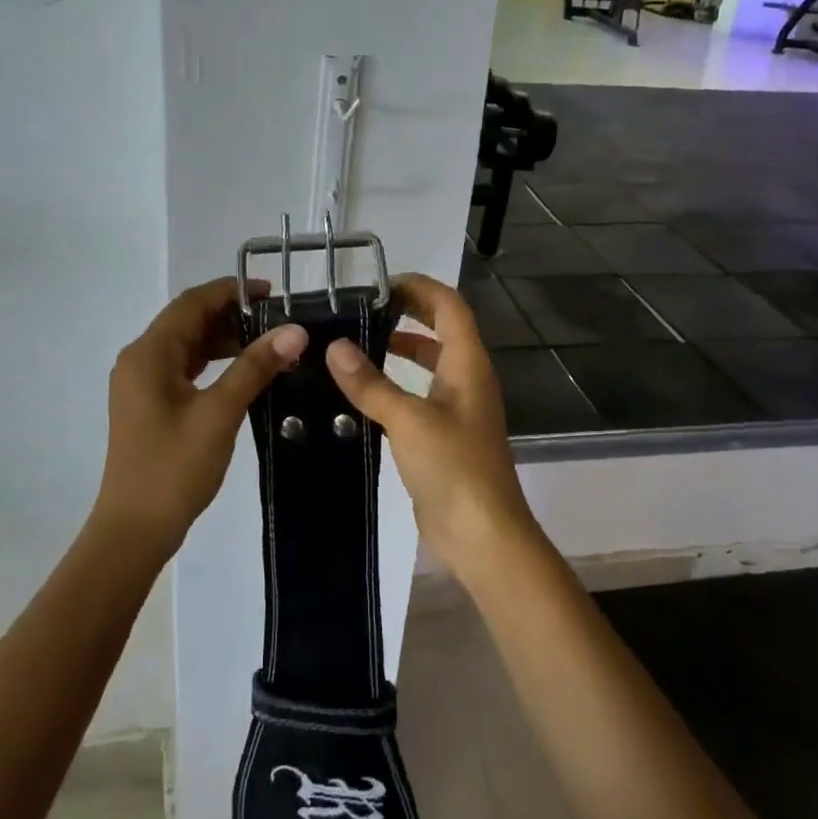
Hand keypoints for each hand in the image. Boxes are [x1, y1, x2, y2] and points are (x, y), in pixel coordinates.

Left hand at [95, 277, 306, 556]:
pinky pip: (184, 368)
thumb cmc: (174, 467)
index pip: (192, 303)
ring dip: (224, 339)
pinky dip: (213, 362)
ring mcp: (142, 383)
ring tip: (268, 344)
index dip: (232, 291)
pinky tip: (243, 371)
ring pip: (187, 345)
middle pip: (188, 320)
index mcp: (149, 353)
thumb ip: (255, 366)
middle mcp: (140, 359)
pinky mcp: (149, 403)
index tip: (274, 294)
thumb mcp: (220, 412)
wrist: (134, 529)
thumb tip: (295, 331)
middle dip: (232, 315)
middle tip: (278, 321)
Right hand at [324, 274, 537, 575]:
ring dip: (401, 348)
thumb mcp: (407, 420)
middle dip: (409, 313)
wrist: (482, 534)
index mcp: (468, 364)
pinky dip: (396, 384)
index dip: (420, 287)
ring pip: (431, 364)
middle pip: (442, 329)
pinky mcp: (445, 436)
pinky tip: (362, 393)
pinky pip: (420, 396)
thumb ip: (370, 383)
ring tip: (358, 343)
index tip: (380, 284)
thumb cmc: (453, 467)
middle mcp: (467, 379)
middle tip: (365, 308)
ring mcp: (458, 409)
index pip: (449, 306)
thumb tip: (335, 347)